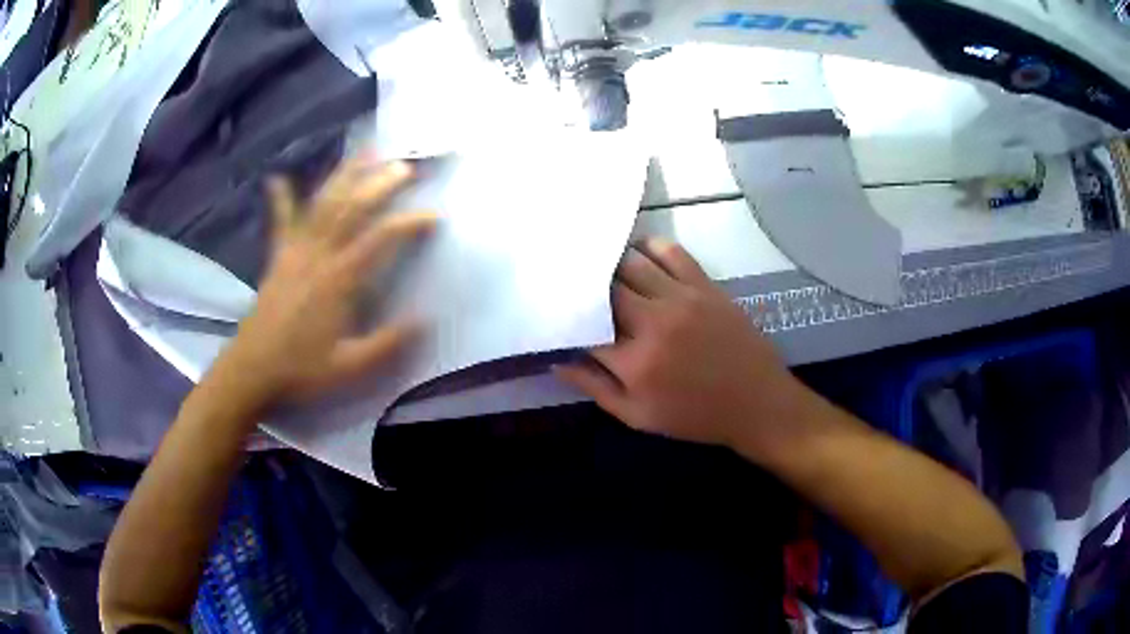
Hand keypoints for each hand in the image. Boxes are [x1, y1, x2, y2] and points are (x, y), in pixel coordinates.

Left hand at [221, 153, 436, 402]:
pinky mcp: (278, 258)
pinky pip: (281, 223)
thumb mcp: (350, 368)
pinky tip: (277, 178)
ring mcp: (295, 252)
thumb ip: (386, 344)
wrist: (252, 370)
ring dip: (344, 176)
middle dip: (379, 184)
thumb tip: (424, 319)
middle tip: (404, 166)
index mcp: (339, 280)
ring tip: (364, 153)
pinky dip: (280, 200)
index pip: (379, 240)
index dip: (408, 223)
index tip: (434, 215)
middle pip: (351, 209)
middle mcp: (318, 256)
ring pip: (322, 205)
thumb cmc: (301, 370)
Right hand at [555, 238, 809, 456]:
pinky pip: (670, 251)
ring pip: (631, 262)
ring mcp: (681, 298)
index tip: (558, 315)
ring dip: (612, 264)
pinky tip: (640, 256)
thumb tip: (557, 362)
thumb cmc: (695, 417)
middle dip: (586, 287)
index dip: (567, 319)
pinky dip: (649, 248)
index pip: (585, 328)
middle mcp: (653, 322)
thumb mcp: (638, 417)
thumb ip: (595, 388)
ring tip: (603, 268)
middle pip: (604, 288)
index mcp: (634, 362)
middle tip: (577, 288)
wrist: (757, 403)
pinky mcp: (705, 286)